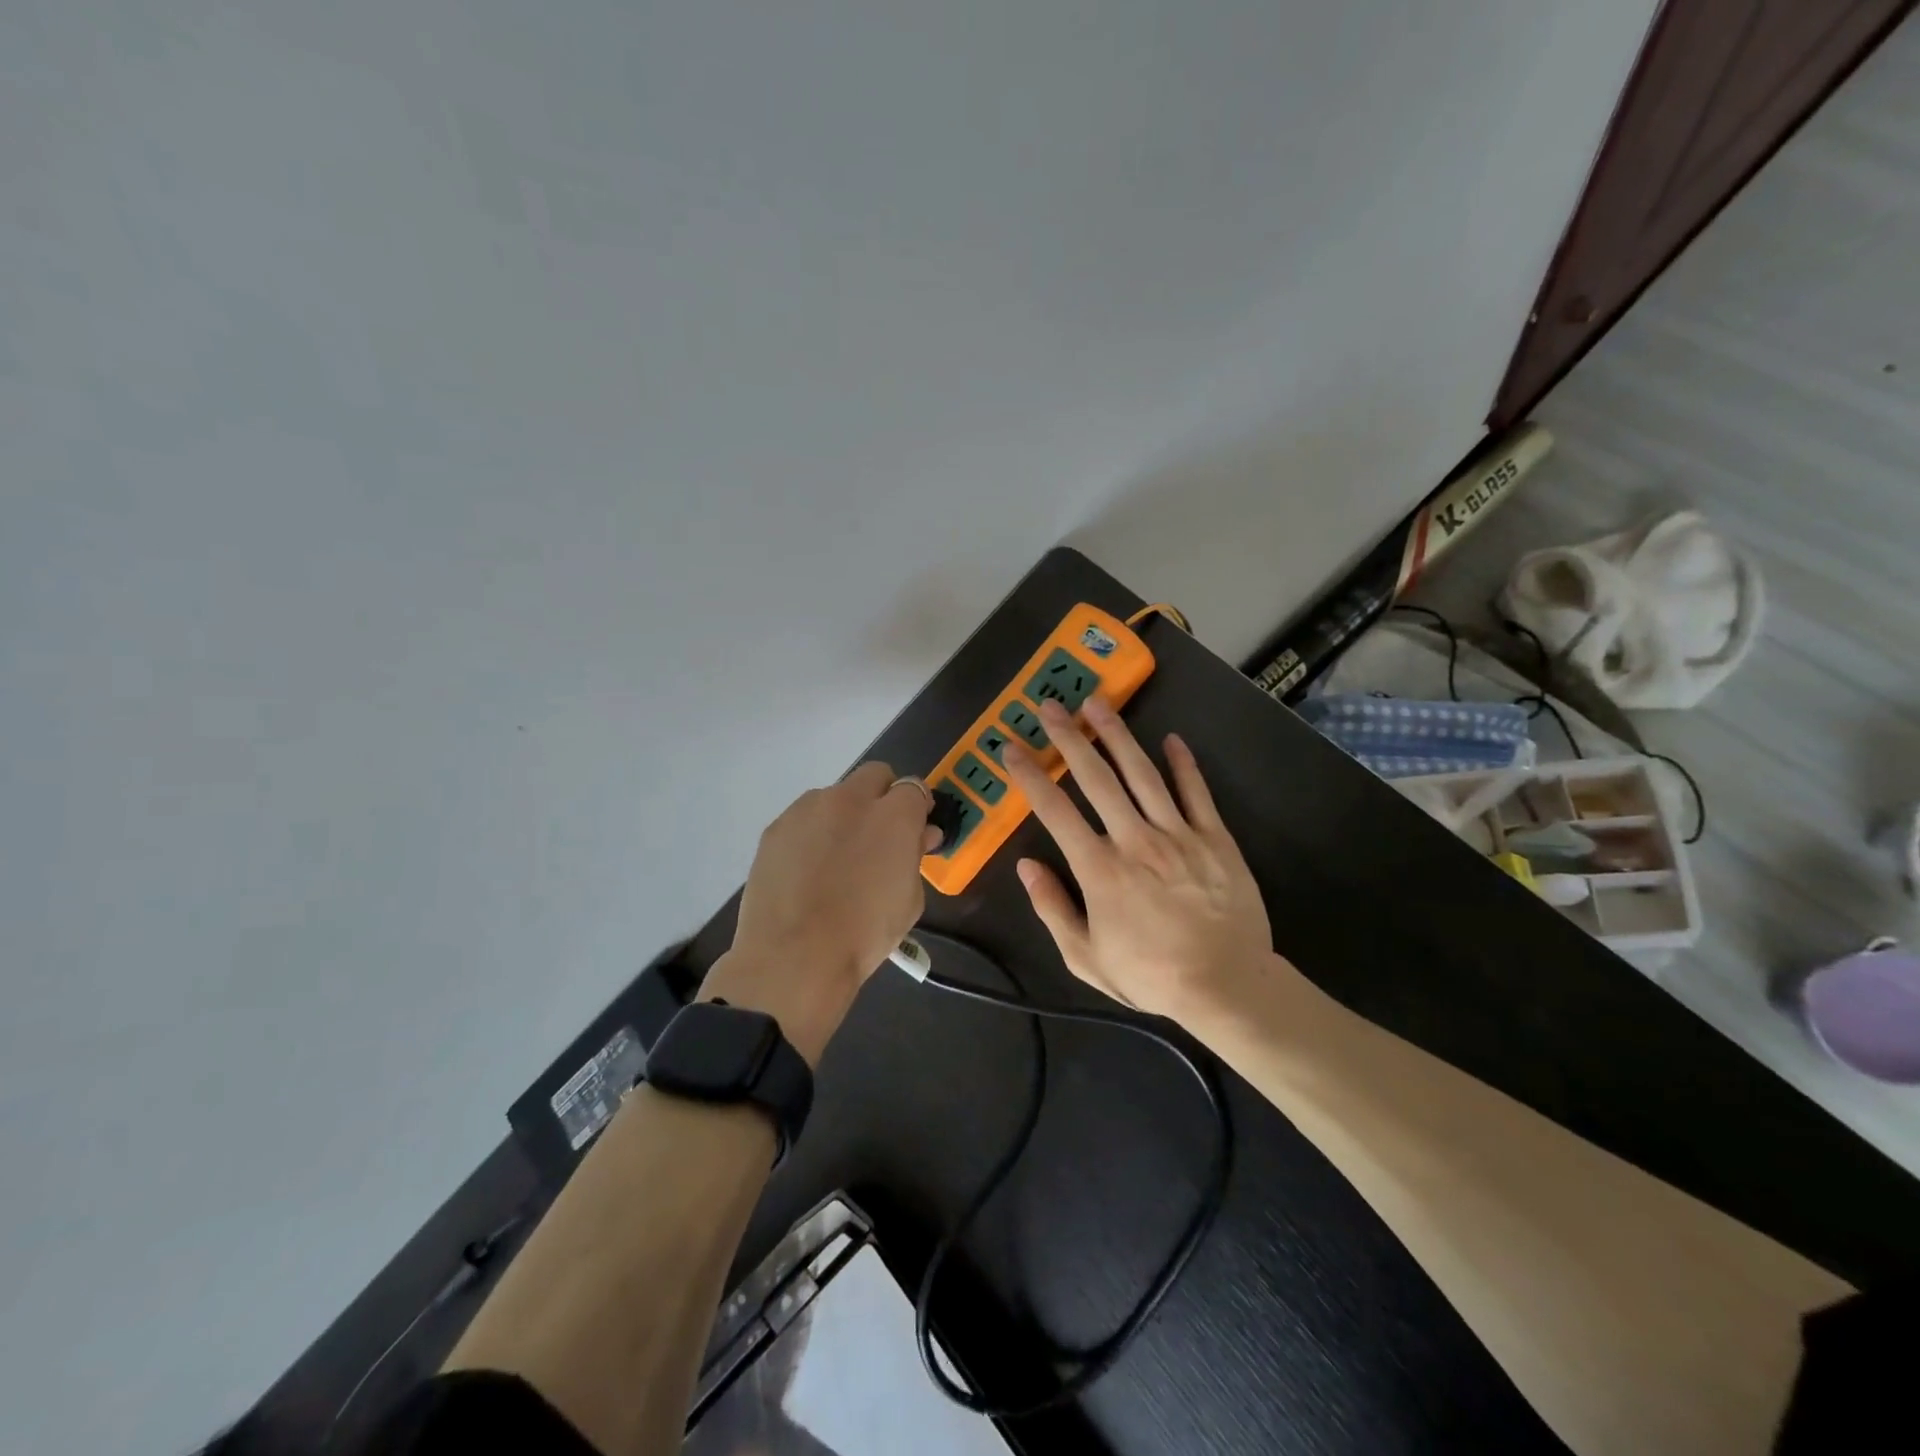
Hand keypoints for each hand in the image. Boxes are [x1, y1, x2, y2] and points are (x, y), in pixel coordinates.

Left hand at [704, 763, 940, 1064]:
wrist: (794, 956)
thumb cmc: (865, 933)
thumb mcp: (909, 899)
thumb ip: (915, 855)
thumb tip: (920, 835)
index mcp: (894, 814)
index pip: (914, 788)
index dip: (916, 808)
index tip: (915, 830)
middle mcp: (851, 798)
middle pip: (874, 775)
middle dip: (882, 797)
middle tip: (879, 837)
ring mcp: (808, 809)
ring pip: (835, 796)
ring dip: (844, 815)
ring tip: (836, 858)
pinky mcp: (776, 827)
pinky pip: (804, 819)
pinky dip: (812, 834)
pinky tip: (807, 869)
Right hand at [1001, 697, 1272, 1026]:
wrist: (1227, 987)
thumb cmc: (1151, 974)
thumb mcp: (1086, 958)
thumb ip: (1053, 909)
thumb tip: (1026, 866)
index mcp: (1099, 870)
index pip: (1055, 811)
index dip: (1029, 776)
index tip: (1011, 748)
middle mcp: (1135, 840)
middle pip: (1096, 778)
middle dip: (1068, 738)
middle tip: (1049, 705)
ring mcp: (1179, 835)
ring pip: (1143, 774)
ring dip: (1117, 735)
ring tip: (1097, 702)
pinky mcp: (1215, 838)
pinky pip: (1196, 793)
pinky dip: (1184, 764)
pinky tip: (1171, 738)